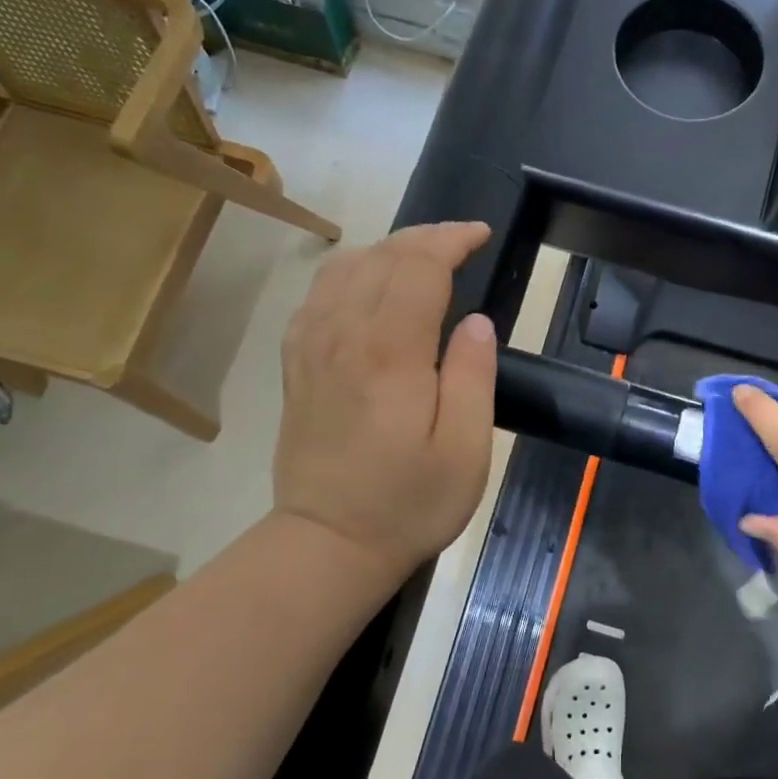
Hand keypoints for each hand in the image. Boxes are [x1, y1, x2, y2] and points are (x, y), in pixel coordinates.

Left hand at [273, 222, 497, 584]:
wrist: (328, 543)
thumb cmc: (408, 502)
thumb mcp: (465, 451)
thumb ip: (474, 376)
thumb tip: (476, 321)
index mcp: (390, 353)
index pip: (419, 266)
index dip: (451, 240)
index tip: (481, 235)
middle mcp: (344, 335)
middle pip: (382, 256)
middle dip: (425, 237)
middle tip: (461, 241)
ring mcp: (312, 346)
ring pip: (346, 267)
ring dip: (388, 248)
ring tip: (421, 257)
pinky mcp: (296, 363)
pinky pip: (318, 294)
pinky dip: (350, 272)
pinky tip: (368, 286)